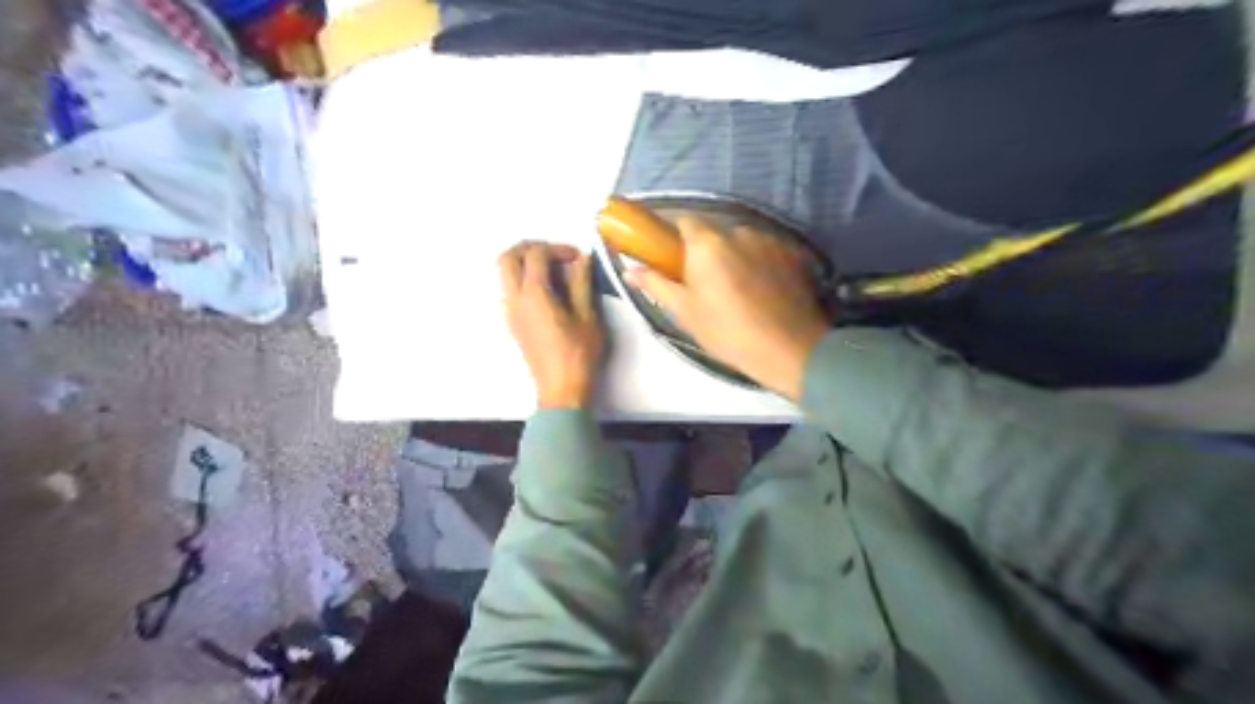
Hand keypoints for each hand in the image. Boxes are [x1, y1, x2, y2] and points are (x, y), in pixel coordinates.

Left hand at [499, 241, 604, 408]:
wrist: (561, 390)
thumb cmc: (579, 355)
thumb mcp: (588, 316)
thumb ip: (582, 283)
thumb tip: (582, 259)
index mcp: (534, 295)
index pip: (535, 254)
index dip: (557, 248)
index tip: (577, 257)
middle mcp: (514, 299)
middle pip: (508, 257)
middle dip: (530, 247)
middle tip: (555, 254)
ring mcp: (510, 312)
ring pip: (504, 273)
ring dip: (524, 263)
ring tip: (553, 271)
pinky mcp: (512, 323)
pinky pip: (509, 289)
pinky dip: (523, 279)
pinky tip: (548, 291)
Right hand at [627, 218, 830, 400]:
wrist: (789, 349)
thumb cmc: (728, 332)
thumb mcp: (685, 312)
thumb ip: (656, 284)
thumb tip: (629, 270)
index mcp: (707, 243)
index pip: (683, 220)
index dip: (674, 234)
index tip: (670, 255)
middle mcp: (739, 231)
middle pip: (715, 231)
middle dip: (706, 250)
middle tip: (703, 282)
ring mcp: (770, 240)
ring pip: (742, 241)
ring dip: (735, 256)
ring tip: (737, 290)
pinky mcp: (794, 253)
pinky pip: (766, 251)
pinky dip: (759, 263)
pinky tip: (762, 291)